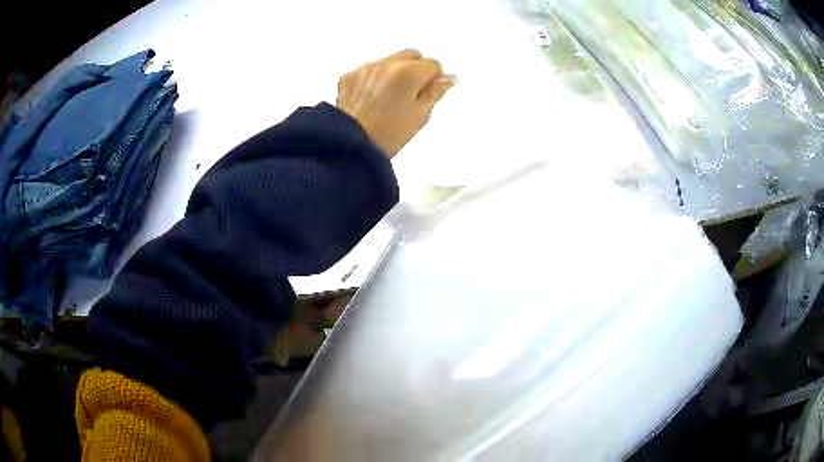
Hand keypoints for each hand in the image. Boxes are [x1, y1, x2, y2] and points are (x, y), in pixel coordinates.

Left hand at [337, 49, 454, 157]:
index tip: (427, 94)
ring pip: (389, 61)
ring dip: (394, 73)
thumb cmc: (390, 134)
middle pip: (411, 55)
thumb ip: (436, 92)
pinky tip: (371, 99)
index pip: (433, 64)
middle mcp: (388, 63)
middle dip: (416, 69)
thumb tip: (449, 78)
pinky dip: (374, 79)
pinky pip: (369, 70)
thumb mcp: (421, 115)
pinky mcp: (349, 75)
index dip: (434, 79)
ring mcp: (366, 68)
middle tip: (411, 93)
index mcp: (410, 72)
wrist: (350, 144)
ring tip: (388, 99)